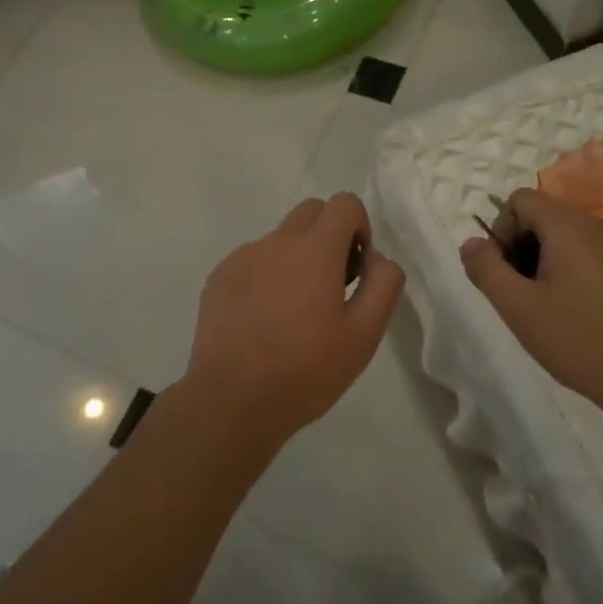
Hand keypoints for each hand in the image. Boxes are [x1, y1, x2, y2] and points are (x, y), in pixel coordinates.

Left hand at [185, 193, 404, 448]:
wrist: (232, 400)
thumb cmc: (305, 370)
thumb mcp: (364, 336)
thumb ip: (382, 285)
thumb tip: (377, 258)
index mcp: (315, 249)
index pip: (344, 203)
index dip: (359, 227)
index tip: (355, 269)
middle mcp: (277, 241)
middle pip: (311, 211)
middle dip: (329, 235)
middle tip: (331, 285)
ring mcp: (243, 256)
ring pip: (281, 238)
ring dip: (296, 258)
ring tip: (294, 313)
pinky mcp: (219, 276)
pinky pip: (253, 260)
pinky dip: (266, 276)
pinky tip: (263, 321)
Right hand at [460, 188, 602, 436]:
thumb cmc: (581, 340)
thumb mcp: (519, 308)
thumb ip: (486, 269)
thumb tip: (471, 243)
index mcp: (569, 226)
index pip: (521, 199)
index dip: (502, 229)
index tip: (505, 272)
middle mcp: (600, 225)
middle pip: (547, 217)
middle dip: (525, 248)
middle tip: (524, 295)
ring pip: (573, 239)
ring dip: (552, 263)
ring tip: (553, 309)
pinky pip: (599, 256)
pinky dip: (581, 273)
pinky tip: (587, 316)